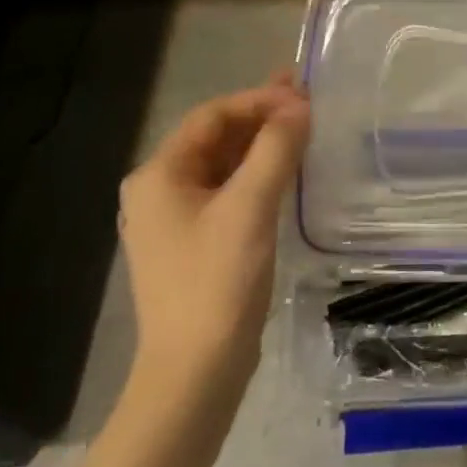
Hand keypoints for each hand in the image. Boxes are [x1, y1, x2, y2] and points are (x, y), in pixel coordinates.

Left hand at [118, 78, 309, 392]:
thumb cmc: (217, 282)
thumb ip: (275, 150)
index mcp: (159, 175)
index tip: (304, 96)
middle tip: (308, 101)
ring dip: (261, 145)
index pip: (212, 116)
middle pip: (215, 138)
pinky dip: (257, 176)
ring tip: (304, 128)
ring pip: (223, 166)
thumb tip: (299, 106)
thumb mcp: (250, 208)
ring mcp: (175, 220)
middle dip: (261, 117)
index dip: (259, 99)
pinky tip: (287, 172)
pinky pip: (228, 194)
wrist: (195, 370)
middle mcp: (159, 191)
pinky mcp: (196, 244)